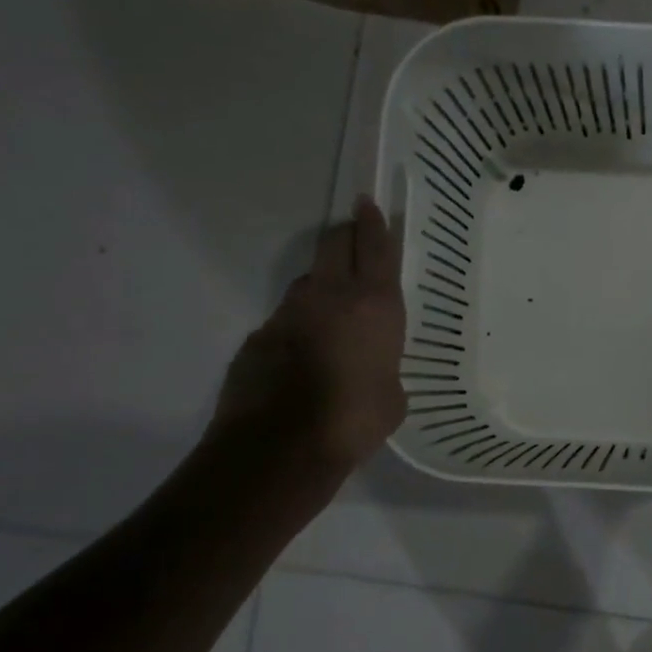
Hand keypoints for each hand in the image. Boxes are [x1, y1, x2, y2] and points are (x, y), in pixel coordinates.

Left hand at [212, 196, 407, 475]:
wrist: (281, 448)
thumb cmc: (356, 420)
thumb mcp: (393, 398)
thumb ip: (386, 371)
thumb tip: (374, 372)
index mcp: (374, 306)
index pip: (377, 249)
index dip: (375, 223)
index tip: (370, 203)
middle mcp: (330, 297)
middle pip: (334, 245)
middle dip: (345, 234)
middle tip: (353, 235)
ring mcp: (288, 313)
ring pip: (307, 283)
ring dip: (321, 286)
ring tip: (331, 313)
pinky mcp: (258, 337)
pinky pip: (284, 321)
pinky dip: (297, 328)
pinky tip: (301, 358)